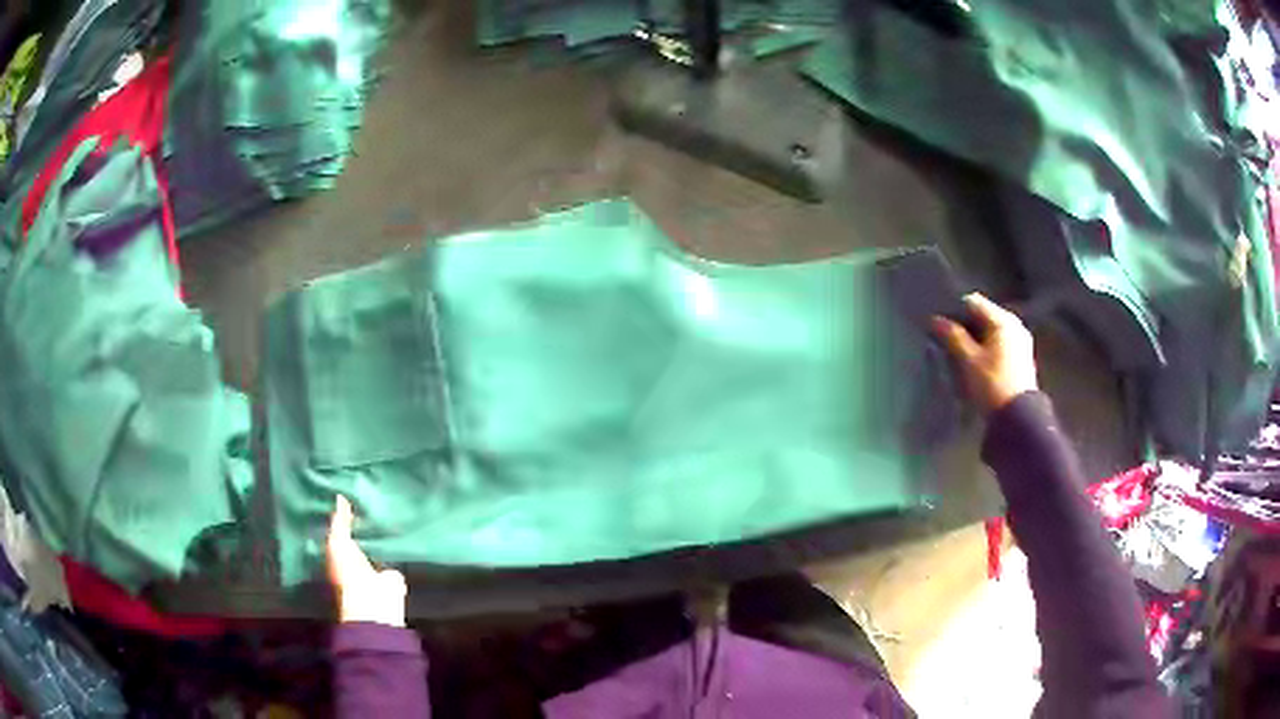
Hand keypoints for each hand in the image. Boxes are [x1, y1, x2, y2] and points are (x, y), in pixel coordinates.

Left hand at [326, 496, 406, 626]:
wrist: (373, 600)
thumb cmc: (347, 571)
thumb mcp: (337, 542)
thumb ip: (340, 521)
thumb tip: (339, 495)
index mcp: (336, 554)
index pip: (338, 531)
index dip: (342, 516)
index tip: (348, 493)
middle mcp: (354, 560)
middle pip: (358, 536)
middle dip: (362, 522)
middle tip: (370, 494)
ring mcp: (374, 567)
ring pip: (377, 544)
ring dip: (381, 533)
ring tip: (388, 506)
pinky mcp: (393, 574)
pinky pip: (394, 553)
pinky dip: (398, 543)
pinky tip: (402, 526)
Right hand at [931, 293, 1037, 414]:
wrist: (1018, 418)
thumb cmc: (992, 384)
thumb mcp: (968, 360)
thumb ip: (952, 336)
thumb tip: (935, 320)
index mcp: (1003, 319)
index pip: (972, 302)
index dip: (954, 311)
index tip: (941, 326)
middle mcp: (1015, 324)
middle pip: (983, 315)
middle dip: (965, 325)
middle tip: (947, 340)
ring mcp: (1021, 340)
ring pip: (991, 330)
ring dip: (976, 337)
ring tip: (960, 353)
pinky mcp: (1022, 356)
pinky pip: (999, 343)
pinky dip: (987, 347)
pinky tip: (977, 361)